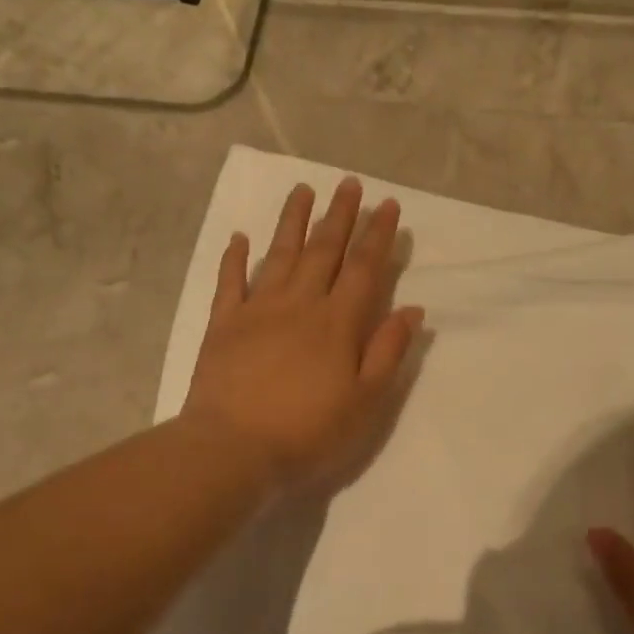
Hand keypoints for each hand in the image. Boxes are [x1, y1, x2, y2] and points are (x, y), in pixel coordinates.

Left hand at [181, 177, 424, 487]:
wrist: (233, 448)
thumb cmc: (309, 432)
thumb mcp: (365, 402)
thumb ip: (388, 352)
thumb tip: (411, 310)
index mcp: (338, 323)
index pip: (363, 269)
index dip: (377, 236)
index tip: (387, 206)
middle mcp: (299, 304)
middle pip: (322, 251)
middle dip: (340, 216)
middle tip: (350, 184)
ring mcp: (256, 311)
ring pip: (279, 255)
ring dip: (293, 221)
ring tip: (303, 190)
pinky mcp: (222, 326)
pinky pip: (230, 282)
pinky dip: (235, 258)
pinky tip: (239, 238)